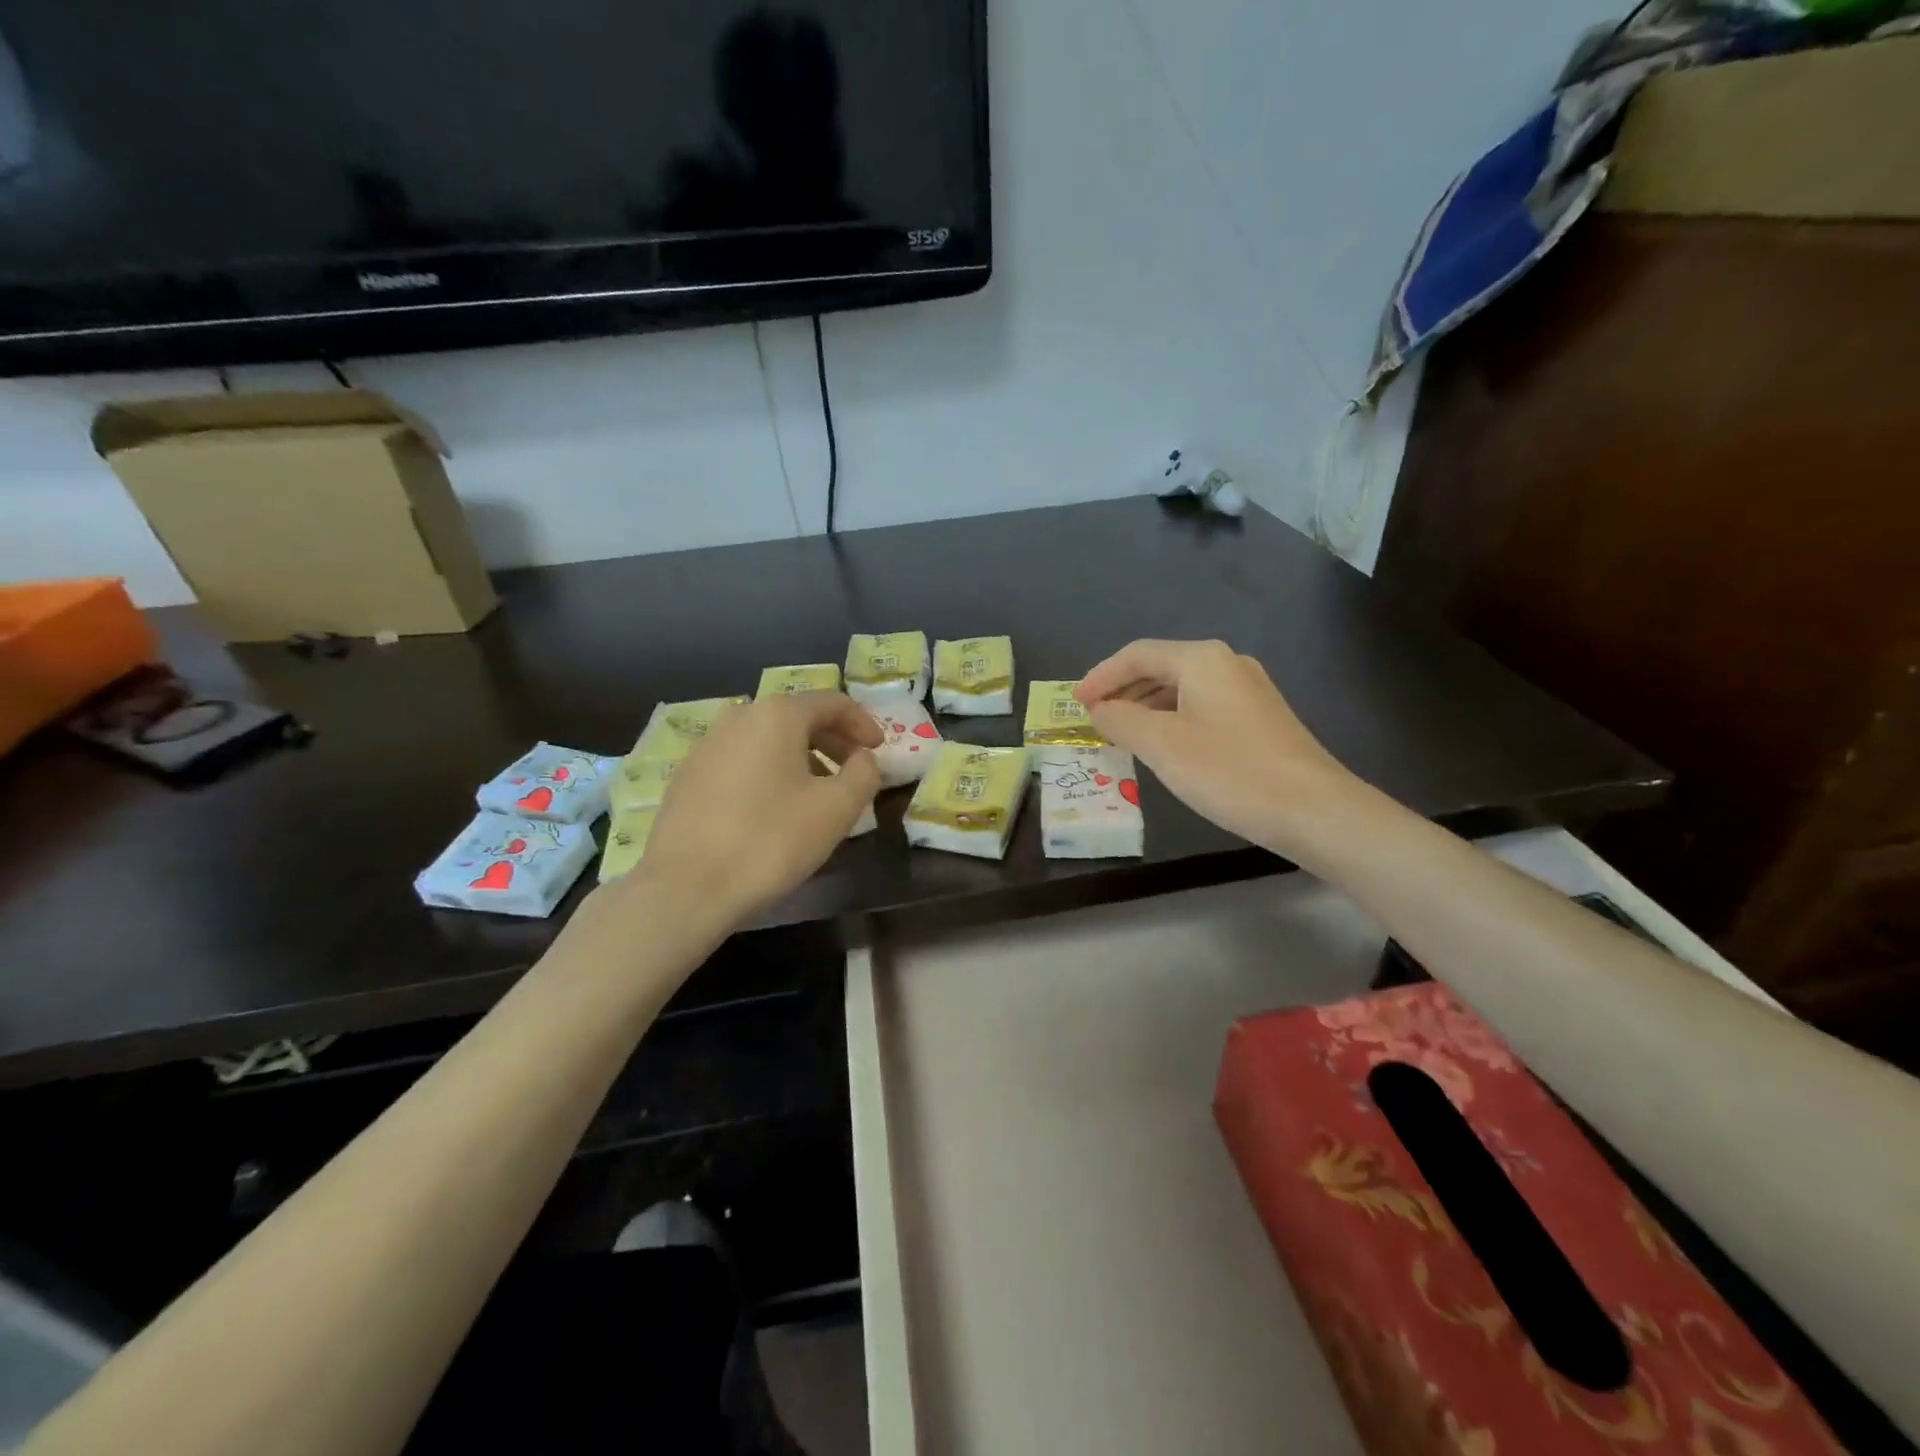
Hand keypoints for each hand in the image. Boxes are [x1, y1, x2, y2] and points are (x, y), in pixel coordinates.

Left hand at [619, 693, 881, 928]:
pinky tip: (772, 810)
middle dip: (832, 741)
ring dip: (800, 758)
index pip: (833, 703)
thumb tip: (864, 759)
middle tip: (853, 772)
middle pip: (798, 717)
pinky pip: (741, 761)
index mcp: (777, 714)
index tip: (879, 752)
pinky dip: (768, 773)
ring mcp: (706, 745)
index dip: (864, 724)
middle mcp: (738, 717)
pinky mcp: (687, 776)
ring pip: (767, 740)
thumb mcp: (837, 809)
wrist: (686, 888)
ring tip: (815, 796)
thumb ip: (864, 774)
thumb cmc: (771, 841)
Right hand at [1075, 639, 1354, 856]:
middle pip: (1161, 667)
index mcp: (1202, 660)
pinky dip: (1172, 719)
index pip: (1137, 655)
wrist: (1314, 809)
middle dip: (1123, 690)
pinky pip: (1202, 707)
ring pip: (1182, 689)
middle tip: (1094, 718)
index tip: (1076, 703)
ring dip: (1146, 707)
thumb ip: (1121, 720)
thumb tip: (1099, 708)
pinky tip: (1164, 746)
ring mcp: (1248, 690)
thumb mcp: (1162, 745)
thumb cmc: (1229, 771)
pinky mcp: (1260, 718)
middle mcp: (1227, 664)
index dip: (1101, 676)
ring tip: (1121, 734)